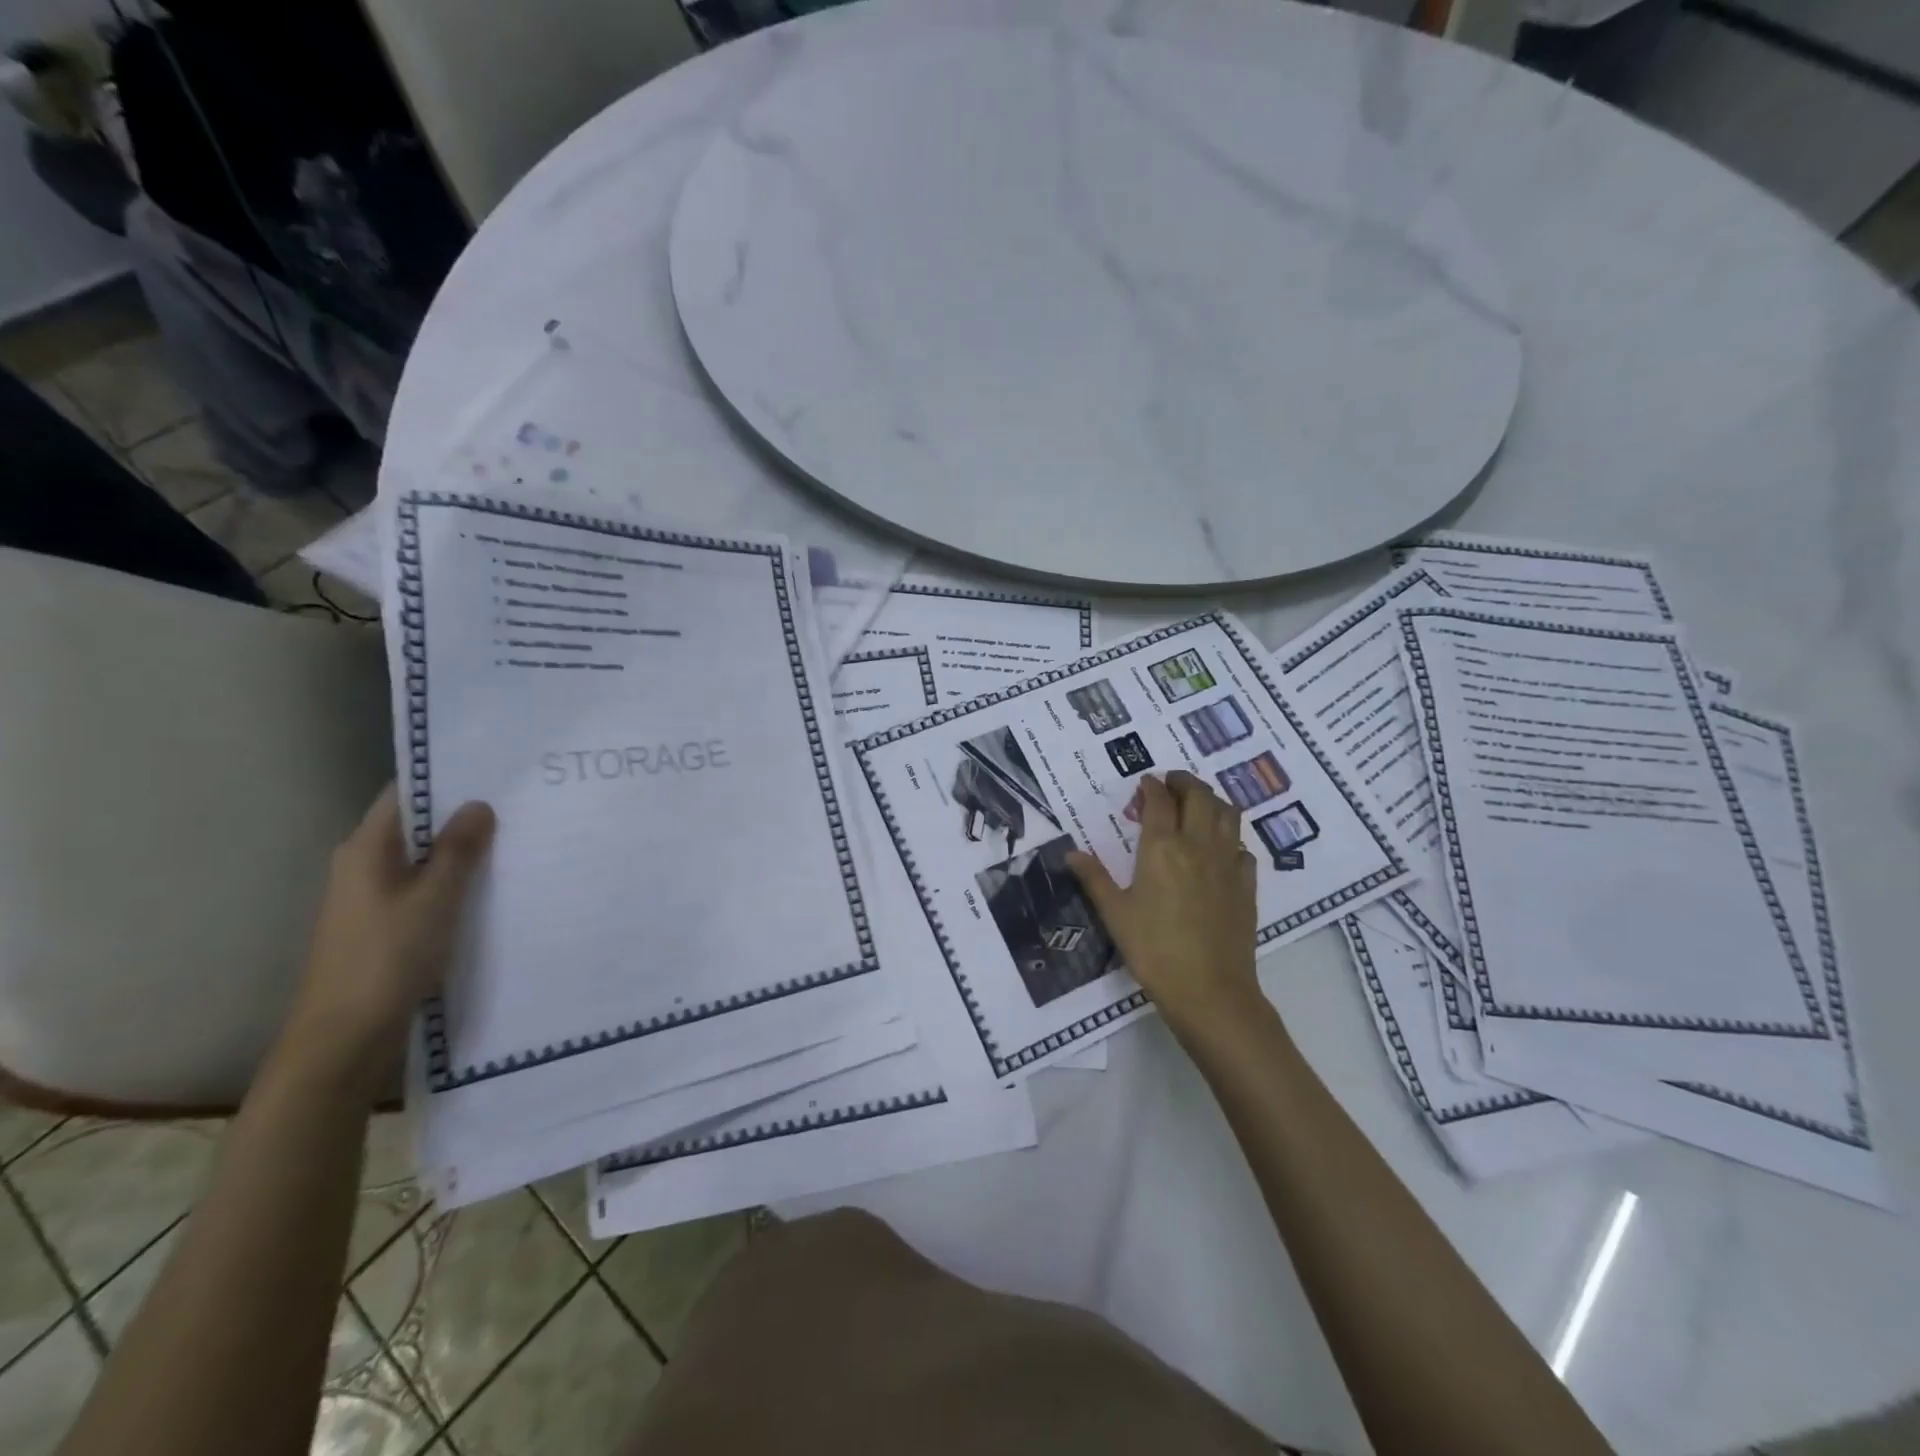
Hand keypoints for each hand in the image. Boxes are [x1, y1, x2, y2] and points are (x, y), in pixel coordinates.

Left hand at [280, 786, 495, 1080]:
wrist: (345, 1038)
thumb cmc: (387, 958)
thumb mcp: (434, 899)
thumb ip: (458, 851)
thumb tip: (479, 804)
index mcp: (366, 850)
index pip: (405, 793)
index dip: (446, 777)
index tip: (495, 768)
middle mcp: (364, 866)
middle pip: (417, 825)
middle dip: (464, 814)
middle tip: (521, 801)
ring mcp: (373, 898)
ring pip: (425, 859)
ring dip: (464, 850)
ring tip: (518, 837)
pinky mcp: (387, 926)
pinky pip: (427, 888)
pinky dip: (457, 881)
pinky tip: (495, 884)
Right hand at [1067, 772, 1260, 1035]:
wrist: (1210, 990)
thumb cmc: (1154, 950)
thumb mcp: (1115, 914)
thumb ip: (1094, 878)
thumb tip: (1071, 853)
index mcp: (1162, 847)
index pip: (1159, 801)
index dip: (1151, 786)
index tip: (1145, 782)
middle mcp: (1198, 845)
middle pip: (1199, 796)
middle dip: (1185, 782)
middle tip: (1172, 783)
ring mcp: (1227, 863)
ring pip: (1228, 813)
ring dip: (1213, 800)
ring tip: (1198, 804)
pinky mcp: (1247, 885)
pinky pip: (1242, 846)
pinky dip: (1231, 837)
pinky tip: (1220, 849)